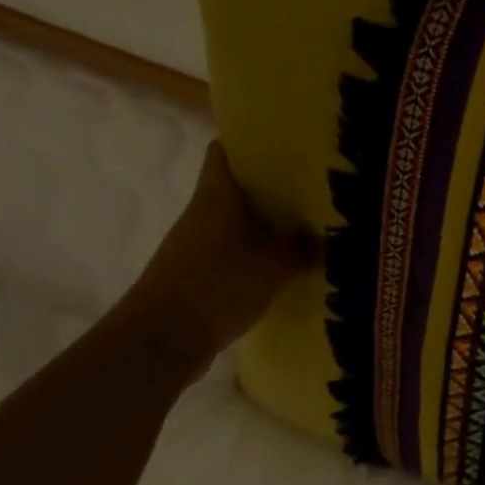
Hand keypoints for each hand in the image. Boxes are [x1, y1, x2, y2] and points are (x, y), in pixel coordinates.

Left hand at [114, 142, 319, 370]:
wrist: (160, 342)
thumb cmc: (216, 286)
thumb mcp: (274, 265)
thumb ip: (302, 247)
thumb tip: (325, 236)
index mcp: (216, 198)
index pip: (224, 153)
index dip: (249, 142)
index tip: (283, 142)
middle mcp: (201, 216)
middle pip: (235, 189)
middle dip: (271, 187)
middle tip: (312, 187)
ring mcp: (194, 247)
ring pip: (235, 223)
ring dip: (265, 224)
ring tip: (306, 227)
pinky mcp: (195, 277)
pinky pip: (231, 254)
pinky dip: (255, 254)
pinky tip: (283, 267)